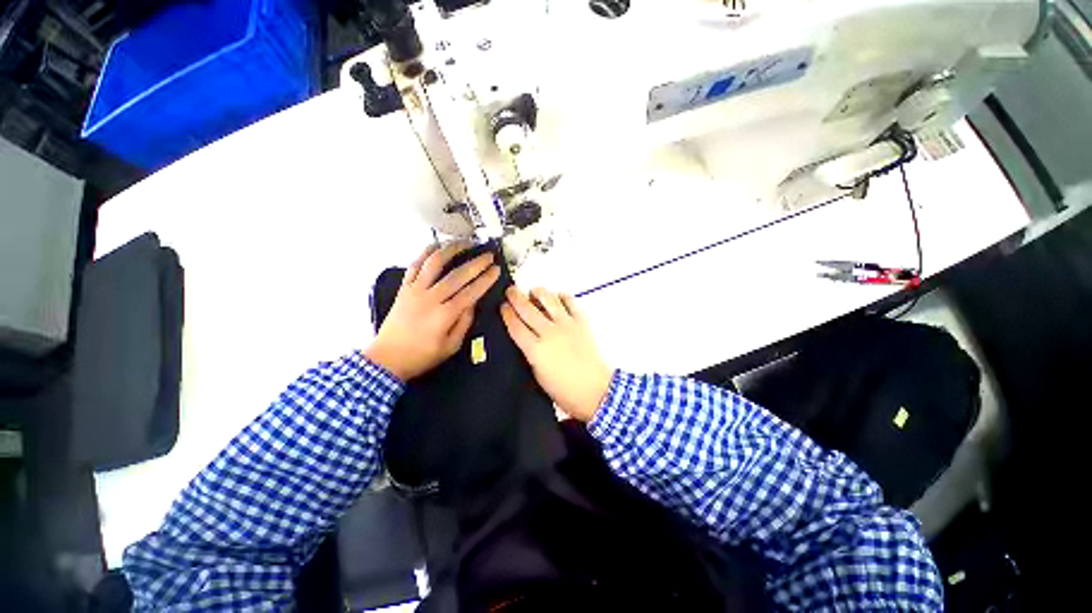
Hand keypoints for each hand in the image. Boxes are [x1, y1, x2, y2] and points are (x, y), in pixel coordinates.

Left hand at [366, 242, 499, 380]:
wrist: (388, 357)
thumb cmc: (420, 356)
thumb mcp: (449, 348)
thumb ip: (463, 324)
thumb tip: (472, 304)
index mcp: (444, 315)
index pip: (470, 292)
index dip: (485, 280)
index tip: (496, 270)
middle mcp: (430, 298)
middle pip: (457, 274)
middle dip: (476, 263)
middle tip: (489, 255)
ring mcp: (415, 290)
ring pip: (435, 262)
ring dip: (452, 249)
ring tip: (465, 243)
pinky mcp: (404, 288)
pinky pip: (415, 265)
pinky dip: (426, 253)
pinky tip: (436, 246)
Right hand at [501, 287, 613, 421]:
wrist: (595, 391)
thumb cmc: (564, 392)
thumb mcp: (538, 376)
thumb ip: (530, 355)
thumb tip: (525, 340)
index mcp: (535, 350)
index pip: (515, 326)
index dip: (506, 314)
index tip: (502, 307)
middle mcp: (549, 333)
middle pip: (527, 309)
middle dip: (515, 297)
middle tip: (510, 291)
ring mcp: (566, 325)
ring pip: (548, 300)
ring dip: (538, 292)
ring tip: (533, 291)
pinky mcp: (582, 322)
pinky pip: (570, 302)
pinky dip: (562, 297)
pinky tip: (557, 298)